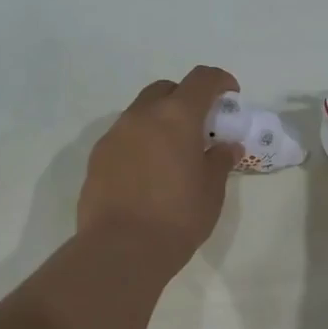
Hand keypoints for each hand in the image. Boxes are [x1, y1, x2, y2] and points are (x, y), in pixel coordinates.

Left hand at [78, 65, 240, 271]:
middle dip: (185, 99)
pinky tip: (148, 173)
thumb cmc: (177, 217)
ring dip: (159, 121)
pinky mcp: (97, 157)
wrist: (121, 249)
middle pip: (165, 90)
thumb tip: (226, 146)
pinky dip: (140, 143)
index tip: (230, 96)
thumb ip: (220, 161)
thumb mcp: (211, 191)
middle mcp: (141, 116)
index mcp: (176, 117)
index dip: (220, 81)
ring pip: (140, 113)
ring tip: (172, 153)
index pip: (201, 79)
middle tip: (200, 126)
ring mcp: (114, 135)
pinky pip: (123, 137)